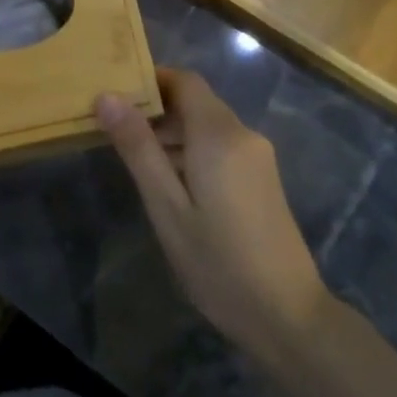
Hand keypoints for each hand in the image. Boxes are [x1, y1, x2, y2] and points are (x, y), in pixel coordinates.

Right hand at [97, 69, 329, 368]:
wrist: (288, 317)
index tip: (116, 94)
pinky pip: (222, 147)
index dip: (151, 80)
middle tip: (116, 135)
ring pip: (208, 126)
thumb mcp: (167, 208)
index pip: (185, 80)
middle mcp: (243, 134)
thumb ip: (138, 148)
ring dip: (173, 135)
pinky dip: (193, 153)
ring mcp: (258, 157)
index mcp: (219, 134)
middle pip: (196, 102)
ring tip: (137, 164)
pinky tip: (173, 187)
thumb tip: (107, 97)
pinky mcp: (263, 178)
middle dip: (157, 111)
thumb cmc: (218, 262)